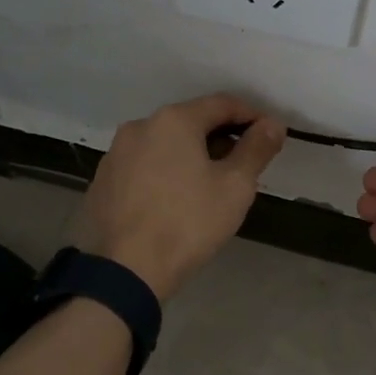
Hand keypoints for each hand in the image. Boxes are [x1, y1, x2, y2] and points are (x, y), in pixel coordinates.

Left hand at [81, 94, 286, 300]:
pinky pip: (143, 167)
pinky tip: (174, 201)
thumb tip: (272, 124)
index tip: (270, 135)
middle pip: (190, 122)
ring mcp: (115, 154)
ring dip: (190, 156)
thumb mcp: (234, 187)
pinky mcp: (102, 181)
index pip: (222, 104)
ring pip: (164, 145)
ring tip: (209, 185)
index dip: (251, 116)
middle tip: (243, 165)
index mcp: (173, 120)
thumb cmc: (188, 223)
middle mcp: (139, 126)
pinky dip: (164, 173)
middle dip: (220, 137)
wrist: (125, 270)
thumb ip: (256, 149)